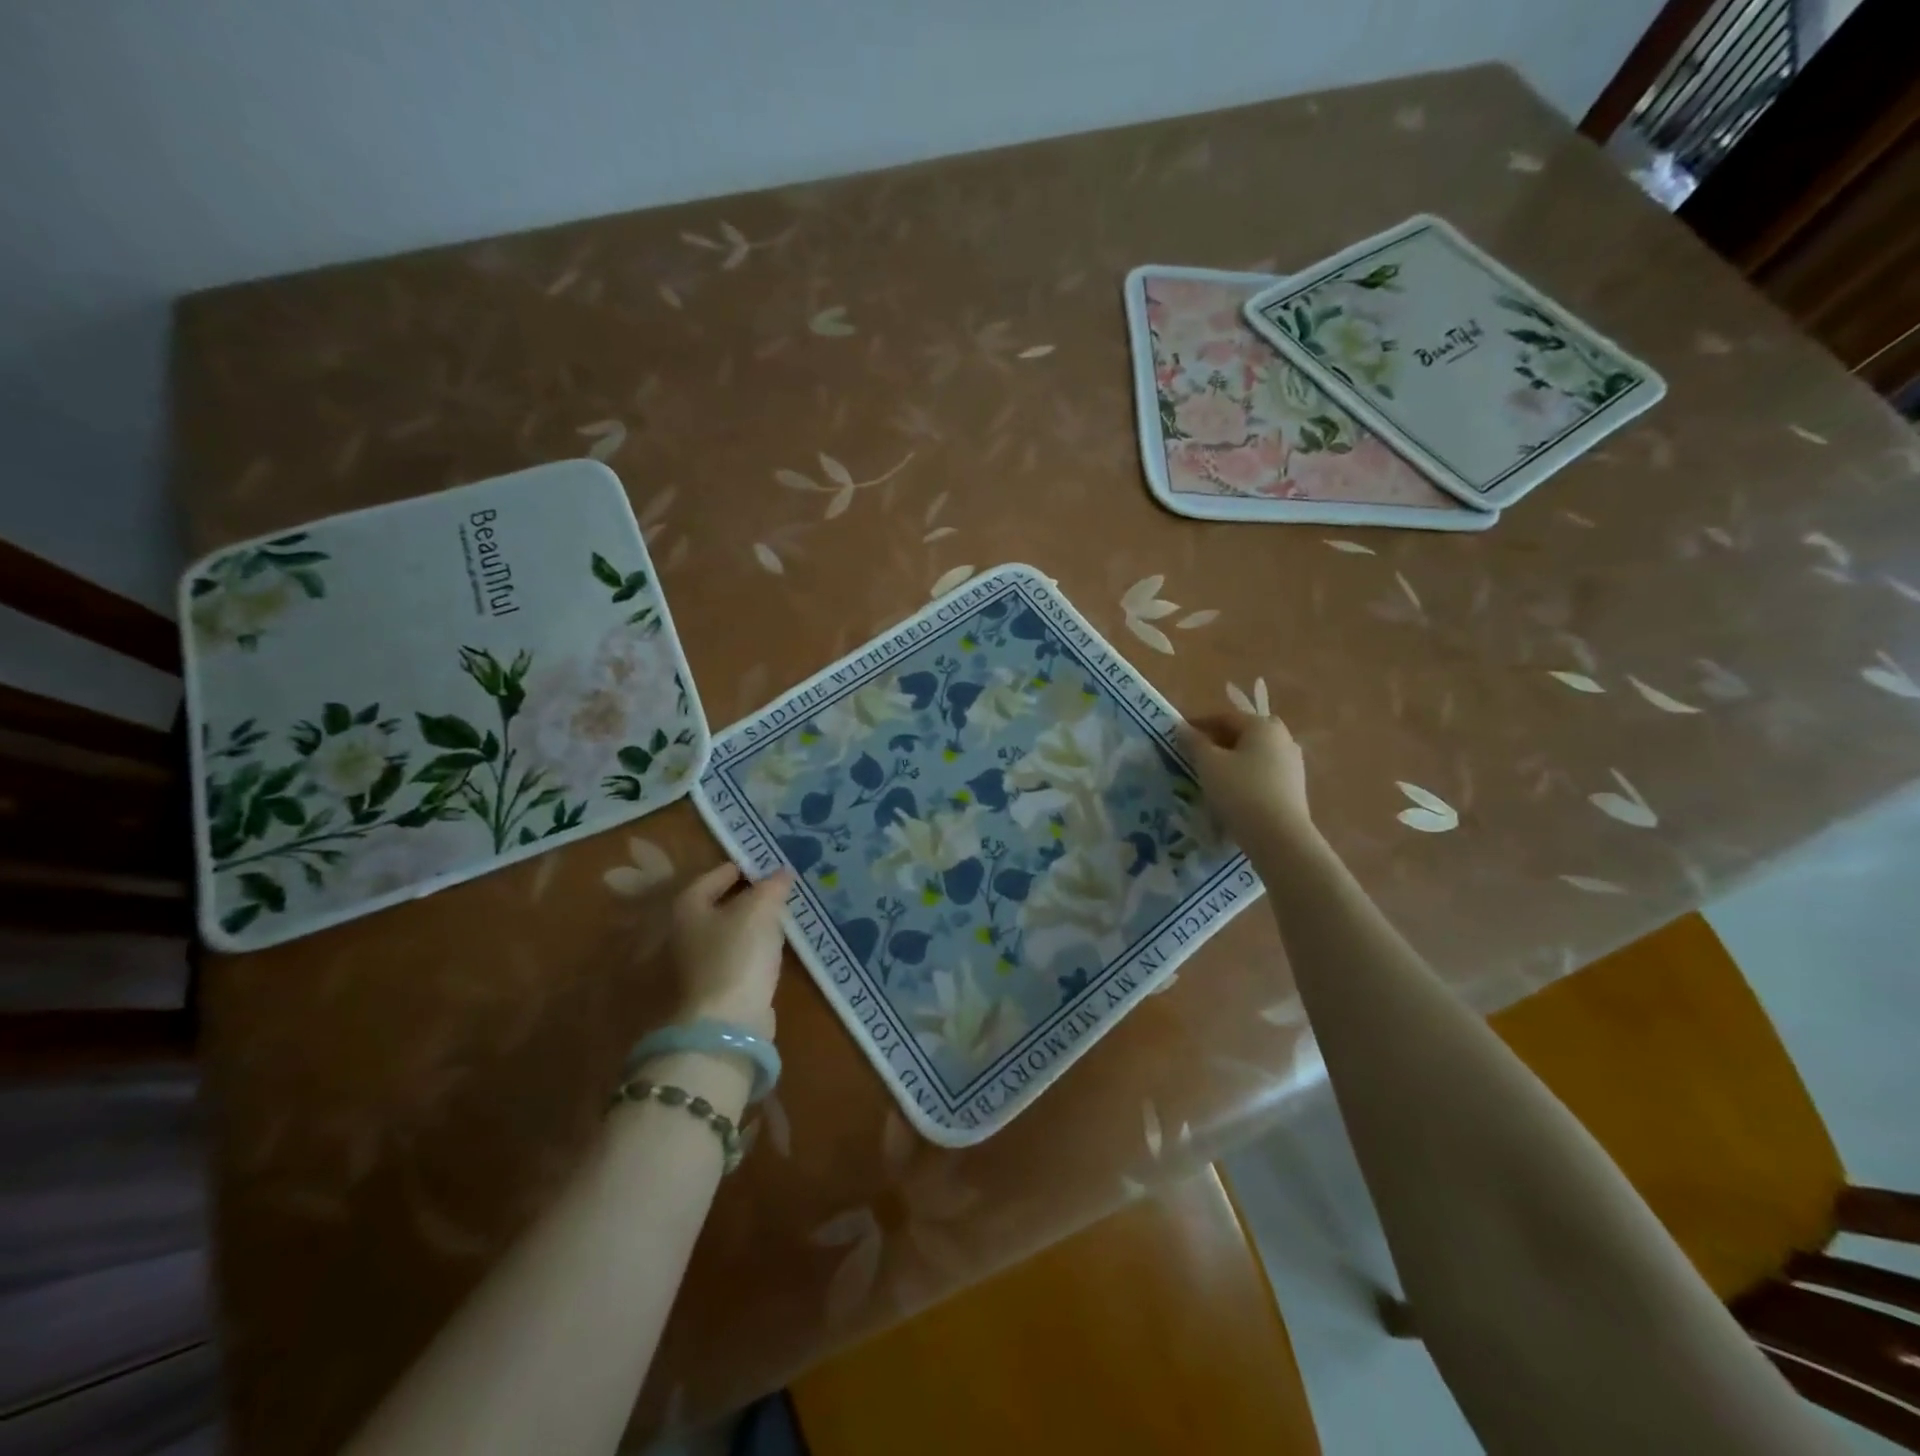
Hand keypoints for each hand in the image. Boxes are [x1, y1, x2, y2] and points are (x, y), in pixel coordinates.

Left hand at [670, 863, 793, 1040]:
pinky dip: (753, 947)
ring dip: (751, 923)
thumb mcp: (760, 909)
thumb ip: (772, 886)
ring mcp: (697, 964)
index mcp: (687, 907)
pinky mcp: (715, 987)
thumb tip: (782, 872)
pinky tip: (773, 947)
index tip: (766, 863)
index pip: (714, 876)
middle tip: (777, 887)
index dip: (741, 866)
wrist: (726, 1023)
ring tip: (781, 914)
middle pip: (719, 905)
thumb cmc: (737, 954)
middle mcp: (684, 933)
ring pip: (729, 932)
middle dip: (747, 895)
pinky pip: (737, 955)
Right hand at [1177, 709, 1314, 850]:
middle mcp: (1283, 738)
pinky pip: (1263, 774)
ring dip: (1231, 761)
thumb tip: (1182, 727)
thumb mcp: (1208, 764)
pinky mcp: (1294, 788)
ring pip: (1253, 755)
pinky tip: (1230, 793)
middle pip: (1242, 735)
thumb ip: (1194, 742)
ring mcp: (1293, 764)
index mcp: (1263, 725)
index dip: (1199, 725)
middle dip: (1217, 743)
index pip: (1225, 718)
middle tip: (1194, 756)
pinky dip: (1244, 777)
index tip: (1178, 737)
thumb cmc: (1240, 791)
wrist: (1279, 837)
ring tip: (1209, 776)